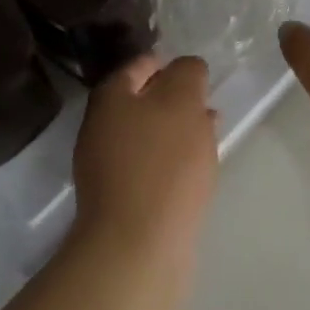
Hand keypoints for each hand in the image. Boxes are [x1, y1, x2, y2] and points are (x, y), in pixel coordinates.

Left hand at [72, 55, 217, 262]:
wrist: (138, 246)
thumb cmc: (163, 163)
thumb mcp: (182, 103)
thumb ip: (187, 74)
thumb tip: (187, 67)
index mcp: (110, 98)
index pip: (139, 65)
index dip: (168, 62)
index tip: (196, 70)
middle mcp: (100, 128)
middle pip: (141, 101)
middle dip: (174, 98)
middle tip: (207, 100)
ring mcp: (107, 167)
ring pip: (148, 134)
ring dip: (177, 129)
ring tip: (210, 131)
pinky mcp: (121, 199)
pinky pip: (151, 165)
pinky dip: (172, 158)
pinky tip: (196, 166)